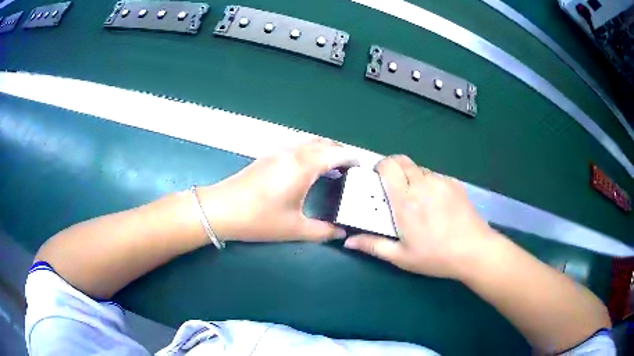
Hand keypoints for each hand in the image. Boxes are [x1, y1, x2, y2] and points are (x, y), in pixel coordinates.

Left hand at [199, 139, 357, 241]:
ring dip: (325, 151)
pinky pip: (297, 147)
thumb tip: (341, 233)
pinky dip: (310, 153)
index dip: (353, 158)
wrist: (221, 209)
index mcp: (304, 166)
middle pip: (325, 143)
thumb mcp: (294, 228)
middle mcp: (293, 153)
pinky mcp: (268, 156)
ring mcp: (279, 152)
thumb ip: (322, 231)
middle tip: (349, 171)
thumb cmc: (259, 219)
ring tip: (332, 170)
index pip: (337, 153)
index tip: (362, 169)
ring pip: (309, 142)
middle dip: (341, 152)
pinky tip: (307, 171)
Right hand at [344, 155, 498, 278]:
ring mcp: (441, 182)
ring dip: (412, 177)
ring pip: (420, 168)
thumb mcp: (401, 256)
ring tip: (417, 199)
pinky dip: (429, 183)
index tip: (378, 180)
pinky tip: (436, 203)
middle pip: (402, 160)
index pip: (388, 166)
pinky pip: (435, 176)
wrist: (474, 251)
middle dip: (393, 168)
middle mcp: (422, 184)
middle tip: (393, 188)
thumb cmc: (435, 256)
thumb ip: (373, 245)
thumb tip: (348, 242)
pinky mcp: (455, 184)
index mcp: (405, 200)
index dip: (380, 167)